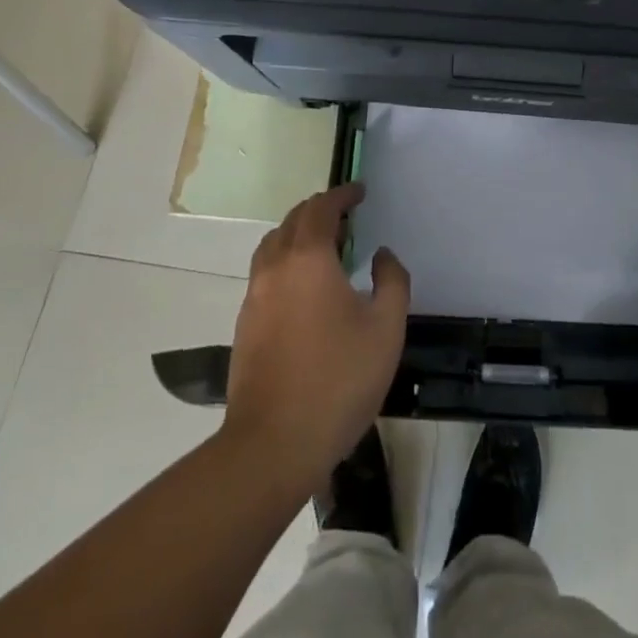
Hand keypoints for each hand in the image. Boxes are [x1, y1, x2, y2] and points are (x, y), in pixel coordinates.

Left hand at [224, 183, 409, 484]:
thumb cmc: (338, 379)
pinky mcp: (245, 325)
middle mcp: (276, 267)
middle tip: (346, 217)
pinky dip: (285, 262)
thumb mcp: (386, 328)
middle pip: (293, 221)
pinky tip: (305, 289)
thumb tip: (381, 255)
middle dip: (320, 210)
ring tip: (324, 248)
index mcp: (309, 257)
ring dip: (298, 235)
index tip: (361, 192)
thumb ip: (392, 280)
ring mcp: (254, 297)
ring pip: (273, 246)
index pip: (321, 208)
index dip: (342, 195)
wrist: (273, 445)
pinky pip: (265, 274)